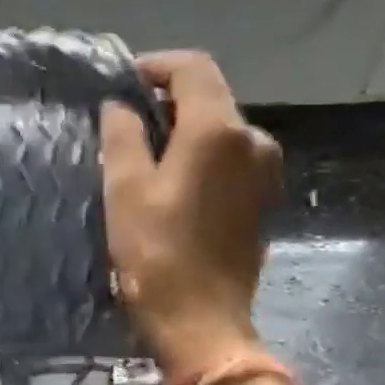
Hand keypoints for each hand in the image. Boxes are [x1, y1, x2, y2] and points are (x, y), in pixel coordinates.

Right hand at [100, 51, 282, 384]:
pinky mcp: (262, 196)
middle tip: (121, 121)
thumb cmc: (156, 252)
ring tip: (140, 153)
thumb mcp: (125, 189)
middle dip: (164, 98)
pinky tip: (170, 180)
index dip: (155, 66)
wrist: (201, 319)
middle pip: (209, 96)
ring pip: (219, 127)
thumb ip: (122, 136)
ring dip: (181, 128)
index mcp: (218, 131)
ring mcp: (264, 169)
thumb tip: (119, 105)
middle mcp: (253, 139)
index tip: (120, 82)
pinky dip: (199, 153)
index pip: (192, 68)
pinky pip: (228, 155)